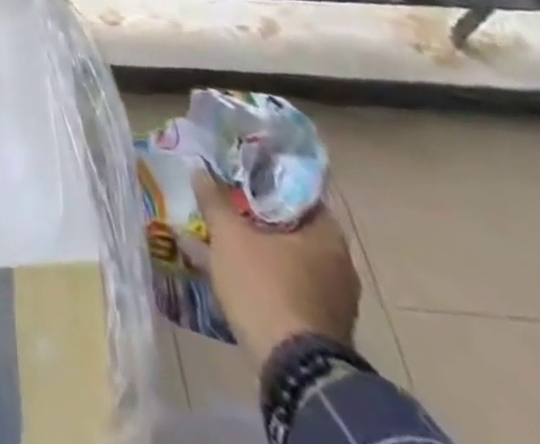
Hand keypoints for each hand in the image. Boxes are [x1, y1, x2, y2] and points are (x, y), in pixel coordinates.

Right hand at [191, 169, 359, 364]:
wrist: (293, 369)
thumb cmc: (265, 286)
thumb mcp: (228, 235)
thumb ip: (214, 200)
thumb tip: (200, 170)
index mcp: (327, 236)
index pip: (298, 192)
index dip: (266, 179)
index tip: (238, 173)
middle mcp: (338, 264)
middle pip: (290, 226)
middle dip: (254, 216)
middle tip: (224, 202)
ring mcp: (331, 298)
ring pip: (285, 257)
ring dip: (254, 246)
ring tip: (217, 235)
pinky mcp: (318, 324)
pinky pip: (284, 285)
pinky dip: (259, 275)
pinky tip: (227, 270)